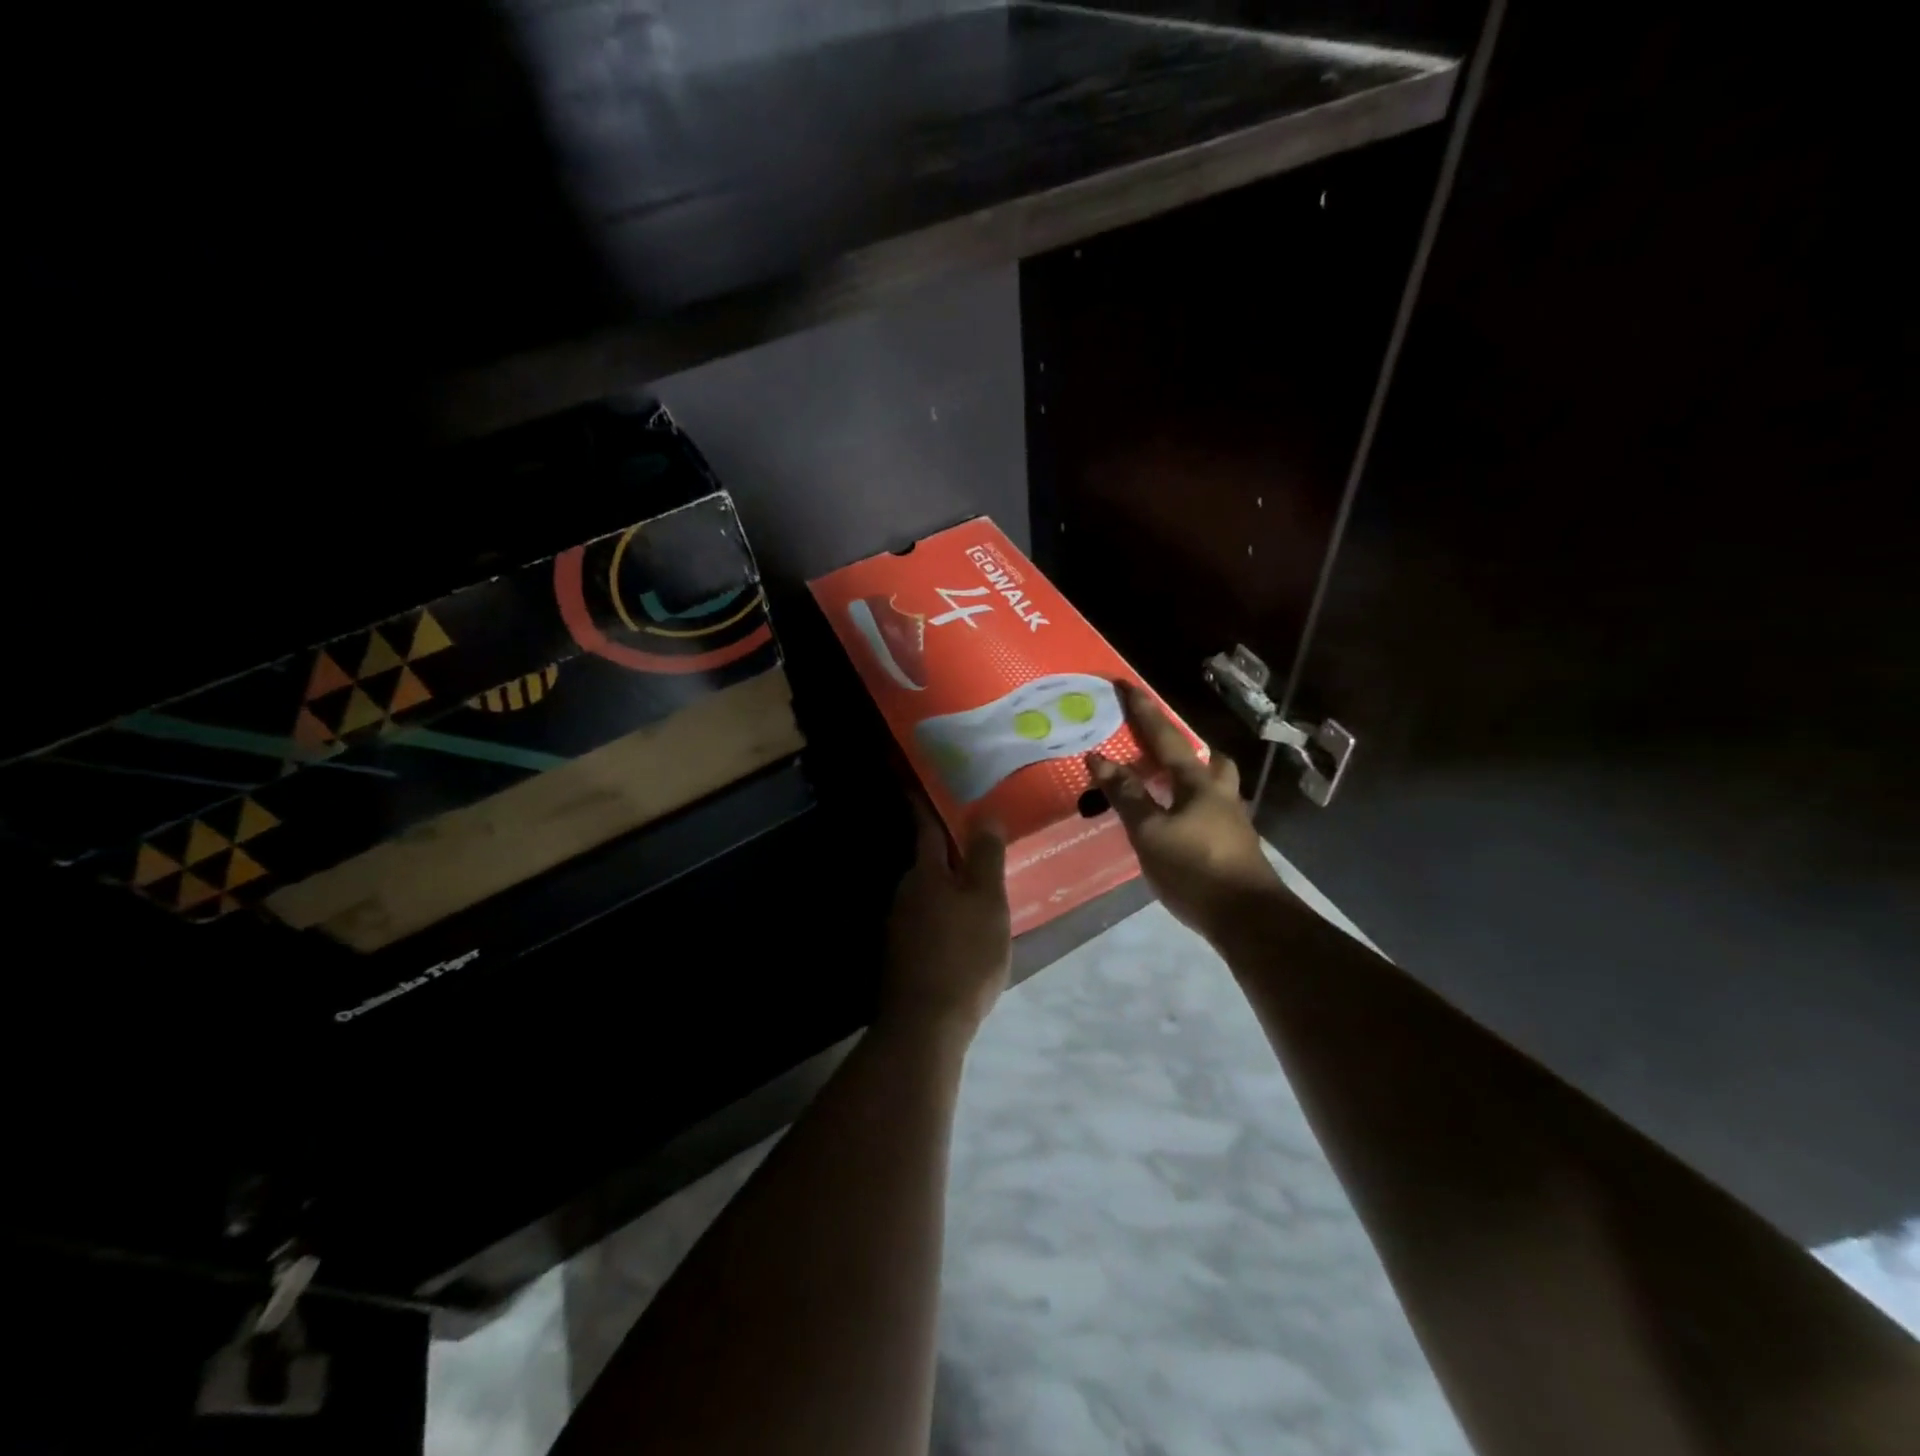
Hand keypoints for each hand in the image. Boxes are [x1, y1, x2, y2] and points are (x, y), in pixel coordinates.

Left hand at [880, 799, 1010, 1038]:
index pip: (927, 829)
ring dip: (948, 889)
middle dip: (949, 854)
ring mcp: (899, 926)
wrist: (926, 1023)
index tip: (922, 784)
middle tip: (979, 848)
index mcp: (926, 874)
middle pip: (928, 864)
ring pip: (928, 895)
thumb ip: (986, 858)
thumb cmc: (964, 954)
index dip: (927, 805)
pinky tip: (963, 932)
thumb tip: (984, 814)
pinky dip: (943, 917)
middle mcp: (905, 893)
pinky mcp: (902, 954)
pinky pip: (926, 922)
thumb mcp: (988, 902)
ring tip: (978, 893)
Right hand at [1088, 681, 1281, 940]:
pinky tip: (1175, 826)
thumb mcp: (1150, 832)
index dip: (1143, 711)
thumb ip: (1127, 795)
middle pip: (1207, 759)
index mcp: (1197, 783)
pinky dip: (1190, 809)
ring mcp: (1232, 821)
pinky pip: (1209, 813)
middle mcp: (1220, 794)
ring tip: (1164, 788)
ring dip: (1191, 779)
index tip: (1125, 685)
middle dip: (1185, 748)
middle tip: (1160, 749)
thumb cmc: (1195, 869)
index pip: (1165, 737)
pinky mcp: (1234, 847)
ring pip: (1213, 786)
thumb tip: (1100, 758)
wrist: (1248, 919)